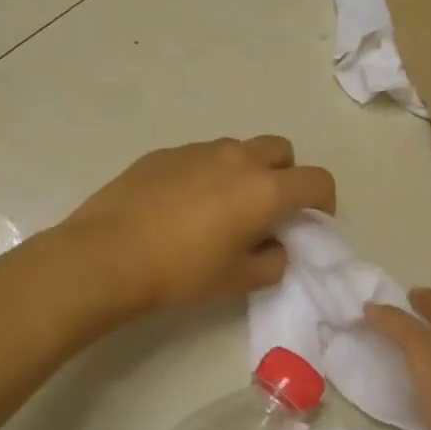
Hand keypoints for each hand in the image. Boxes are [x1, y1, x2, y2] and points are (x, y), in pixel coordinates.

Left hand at [58, 137, 335, 316]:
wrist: (106, 257)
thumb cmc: (180, 273)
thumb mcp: (237, 280)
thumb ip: (273, 261)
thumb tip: (276, 246)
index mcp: (264, 189)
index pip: (317, 180)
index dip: (324, 202)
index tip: (311, 222)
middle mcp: (237, 158)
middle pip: (282, 150)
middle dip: (286, 176)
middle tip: (269, 210)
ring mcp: (198, 150)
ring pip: (239, 150)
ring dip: (246, 172)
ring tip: (222, 208)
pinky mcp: (165, 153)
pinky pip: (202, 156)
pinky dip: (208, 174)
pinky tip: (183, 206)